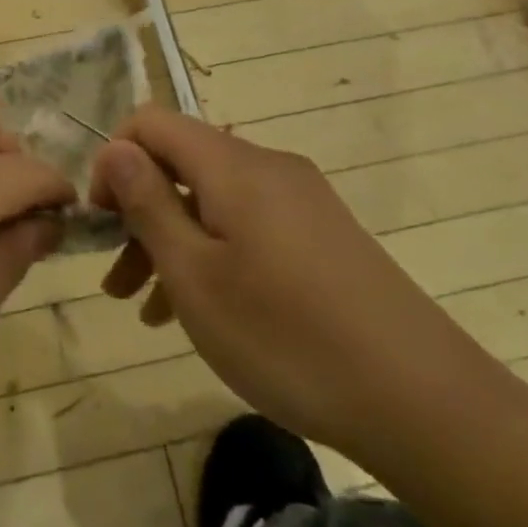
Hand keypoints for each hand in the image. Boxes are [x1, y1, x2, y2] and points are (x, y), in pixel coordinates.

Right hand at [89, 105, 489, 458]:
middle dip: (138, 211)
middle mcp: (267, 167)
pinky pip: (246, 226)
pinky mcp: (321, 235)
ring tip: (143, 306)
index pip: (151, 122)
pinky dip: (212, 254)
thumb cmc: (287, 336)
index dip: (114, 160)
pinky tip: (196, 312)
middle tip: (115, 276)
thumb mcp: (195, 275)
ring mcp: (300, 201)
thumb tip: (114, 150)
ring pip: (211, 200)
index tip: (103, 221)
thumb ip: (148, 204)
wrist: (424, 403)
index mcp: (233, 165)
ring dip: (170, 240)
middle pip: (181, 163)